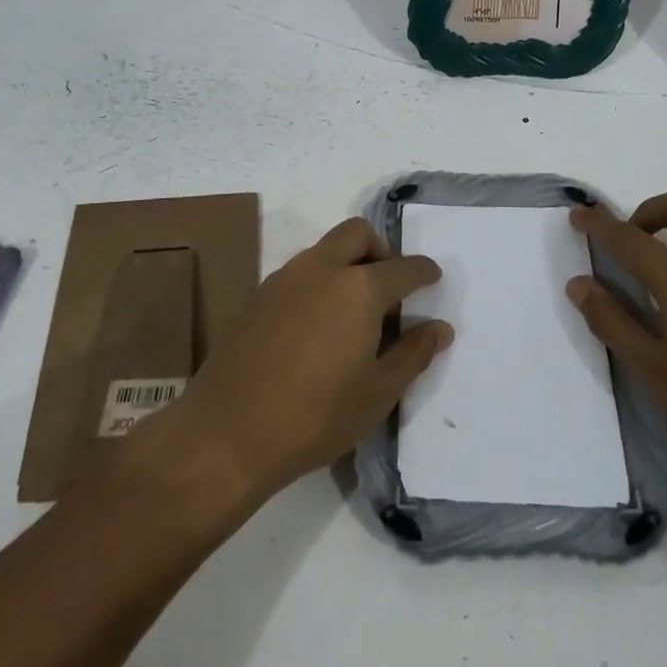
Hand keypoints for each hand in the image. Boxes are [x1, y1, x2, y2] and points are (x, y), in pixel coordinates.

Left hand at [144, 218, 449, 503]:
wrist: (226, 433)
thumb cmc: (315, 416)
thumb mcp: (378, 393)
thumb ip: (413, 354)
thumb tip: (440, 328)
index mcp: (359, 288)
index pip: (403, 268)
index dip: (424, 271)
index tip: (433, 278)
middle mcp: (321, 269)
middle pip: (357, 233)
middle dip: (380, 250)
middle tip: (389, 289)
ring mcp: (284, 278)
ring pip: (324, 249)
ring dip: (347, 264)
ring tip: (353, 313)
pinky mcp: (257, 296)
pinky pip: (299, 271)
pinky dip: (318, 281)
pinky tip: (316, 327)